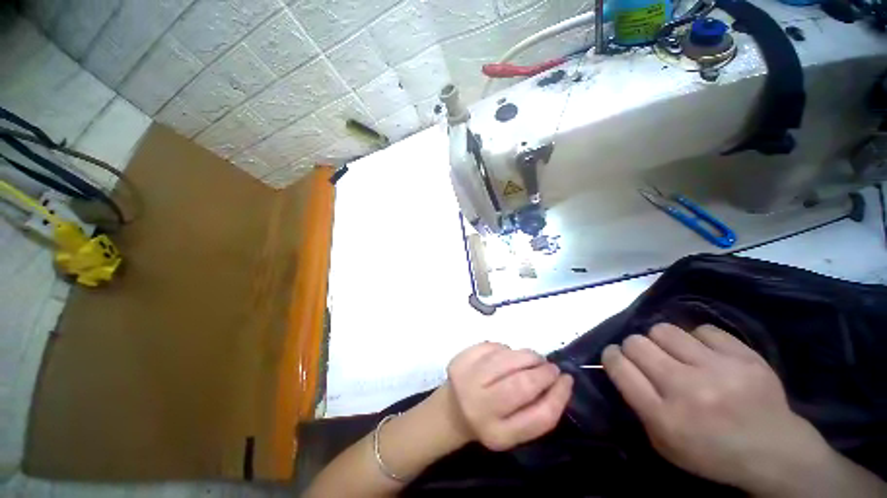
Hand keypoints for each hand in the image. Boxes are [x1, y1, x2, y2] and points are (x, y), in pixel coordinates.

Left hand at [444, 342, 572, 450]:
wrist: (452, 410)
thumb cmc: (490, 421)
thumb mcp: (515, 429)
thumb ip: (538, 410)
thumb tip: (561, 380)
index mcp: (499, 434)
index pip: (540, 416)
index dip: (559, 395)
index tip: (567, 380)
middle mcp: (480, 407)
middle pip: (522, 384)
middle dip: (543, 371)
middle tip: (551, 367)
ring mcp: (467, 379)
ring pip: (507, 359)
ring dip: (527, 355)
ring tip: (534, 359)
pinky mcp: (461, 358)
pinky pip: (493, 346)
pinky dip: (507, 349)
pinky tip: (508, 356)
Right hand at [602, 324, 836, 495]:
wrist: (775, 452)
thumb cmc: (711, 453)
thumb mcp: (664, 443)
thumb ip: (638, 403)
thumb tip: (622, 366)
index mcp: (664, 416)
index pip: (619, 367)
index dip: (610, 356)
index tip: (615, 356)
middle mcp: (688, 389)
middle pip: (636, 343)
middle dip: (633, 347)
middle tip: (647, 358)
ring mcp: (719, 370)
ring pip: (664, 330)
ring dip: (662, 341)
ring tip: (676, 354)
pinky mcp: (744, 356)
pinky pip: (702, 330)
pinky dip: (698, 340)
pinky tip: (707, 355)